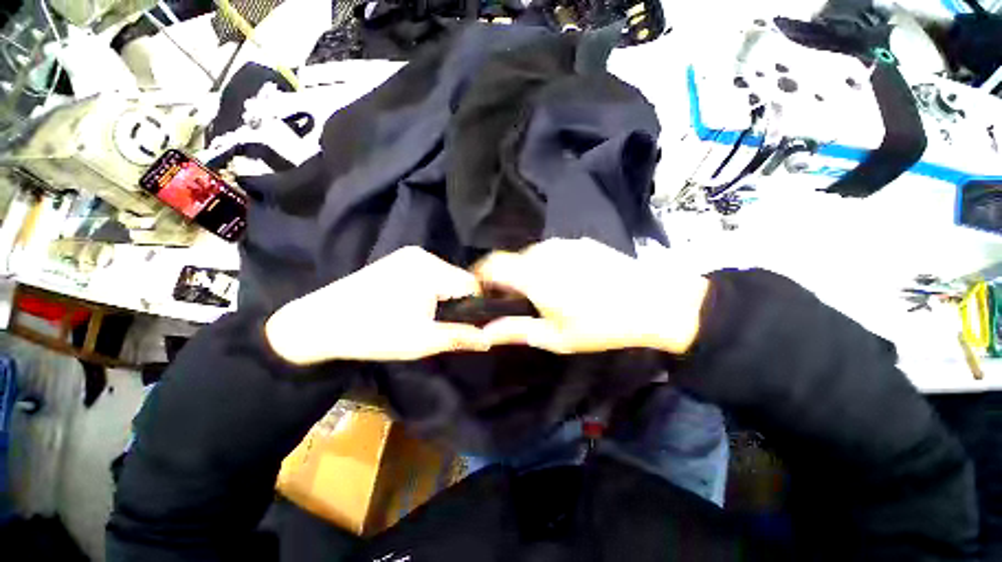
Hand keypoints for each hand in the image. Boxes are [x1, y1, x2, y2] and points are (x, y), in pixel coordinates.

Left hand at [265, 247, 488, 364]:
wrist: (319, 323)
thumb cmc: (373, 333)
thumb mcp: (422, 341)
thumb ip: (460, 337)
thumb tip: (489, 339)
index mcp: (431, 269)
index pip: (471, 284)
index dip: (475, 306)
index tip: (467, 325)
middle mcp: (423, 255)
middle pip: (457, 278)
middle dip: (457, 301)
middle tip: (442, 324)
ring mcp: (408, 255)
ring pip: (443, 276)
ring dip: (443, 296)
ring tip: (426, 317)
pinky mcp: (397, 260)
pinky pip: (428, 274)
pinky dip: (429, 289)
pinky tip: (413, 305)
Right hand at [475, 238, 709, 354]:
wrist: (653, 302)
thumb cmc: (600, 325)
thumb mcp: (555, 337)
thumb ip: (516, 330)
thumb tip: (485, 331)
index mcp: (532, 274)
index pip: (490, 264)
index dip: (479, 276)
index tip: (481, 293)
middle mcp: (543, 251)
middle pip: (511, 261)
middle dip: (508, 280)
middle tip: (520, 304)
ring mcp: (563, 244)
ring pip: (532, 256)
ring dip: (530, 273)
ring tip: (549, 295)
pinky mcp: (580, 242)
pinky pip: (552, 252)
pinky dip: (549, 266)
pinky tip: (570, 283)